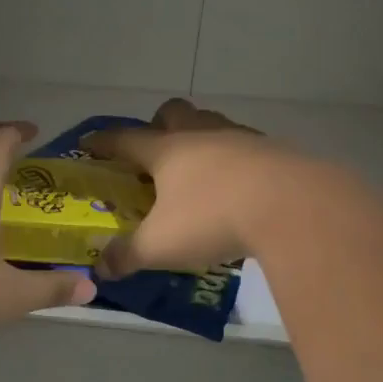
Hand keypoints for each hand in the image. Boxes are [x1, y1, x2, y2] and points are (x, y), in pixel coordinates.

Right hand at [81, 99, 288, 279]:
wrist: (294, 207)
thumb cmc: (214, 218)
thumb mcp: (161, 245)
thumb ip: (127, 255)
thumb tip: (100, 269)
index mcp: (166, 150)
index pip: (124, 138)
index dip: (102, 141)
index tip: (88, 143)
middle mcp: (200, 135)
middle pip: (173, 112)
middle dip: (158, 124)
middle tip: (154, 154)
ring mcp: (240, 138)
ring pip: (211, 123)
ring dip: (199, 138)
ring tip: (197, 171)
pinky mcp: (273, 150)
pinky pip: (244, 145)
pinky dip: (234, 160)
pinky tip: (238, 187)